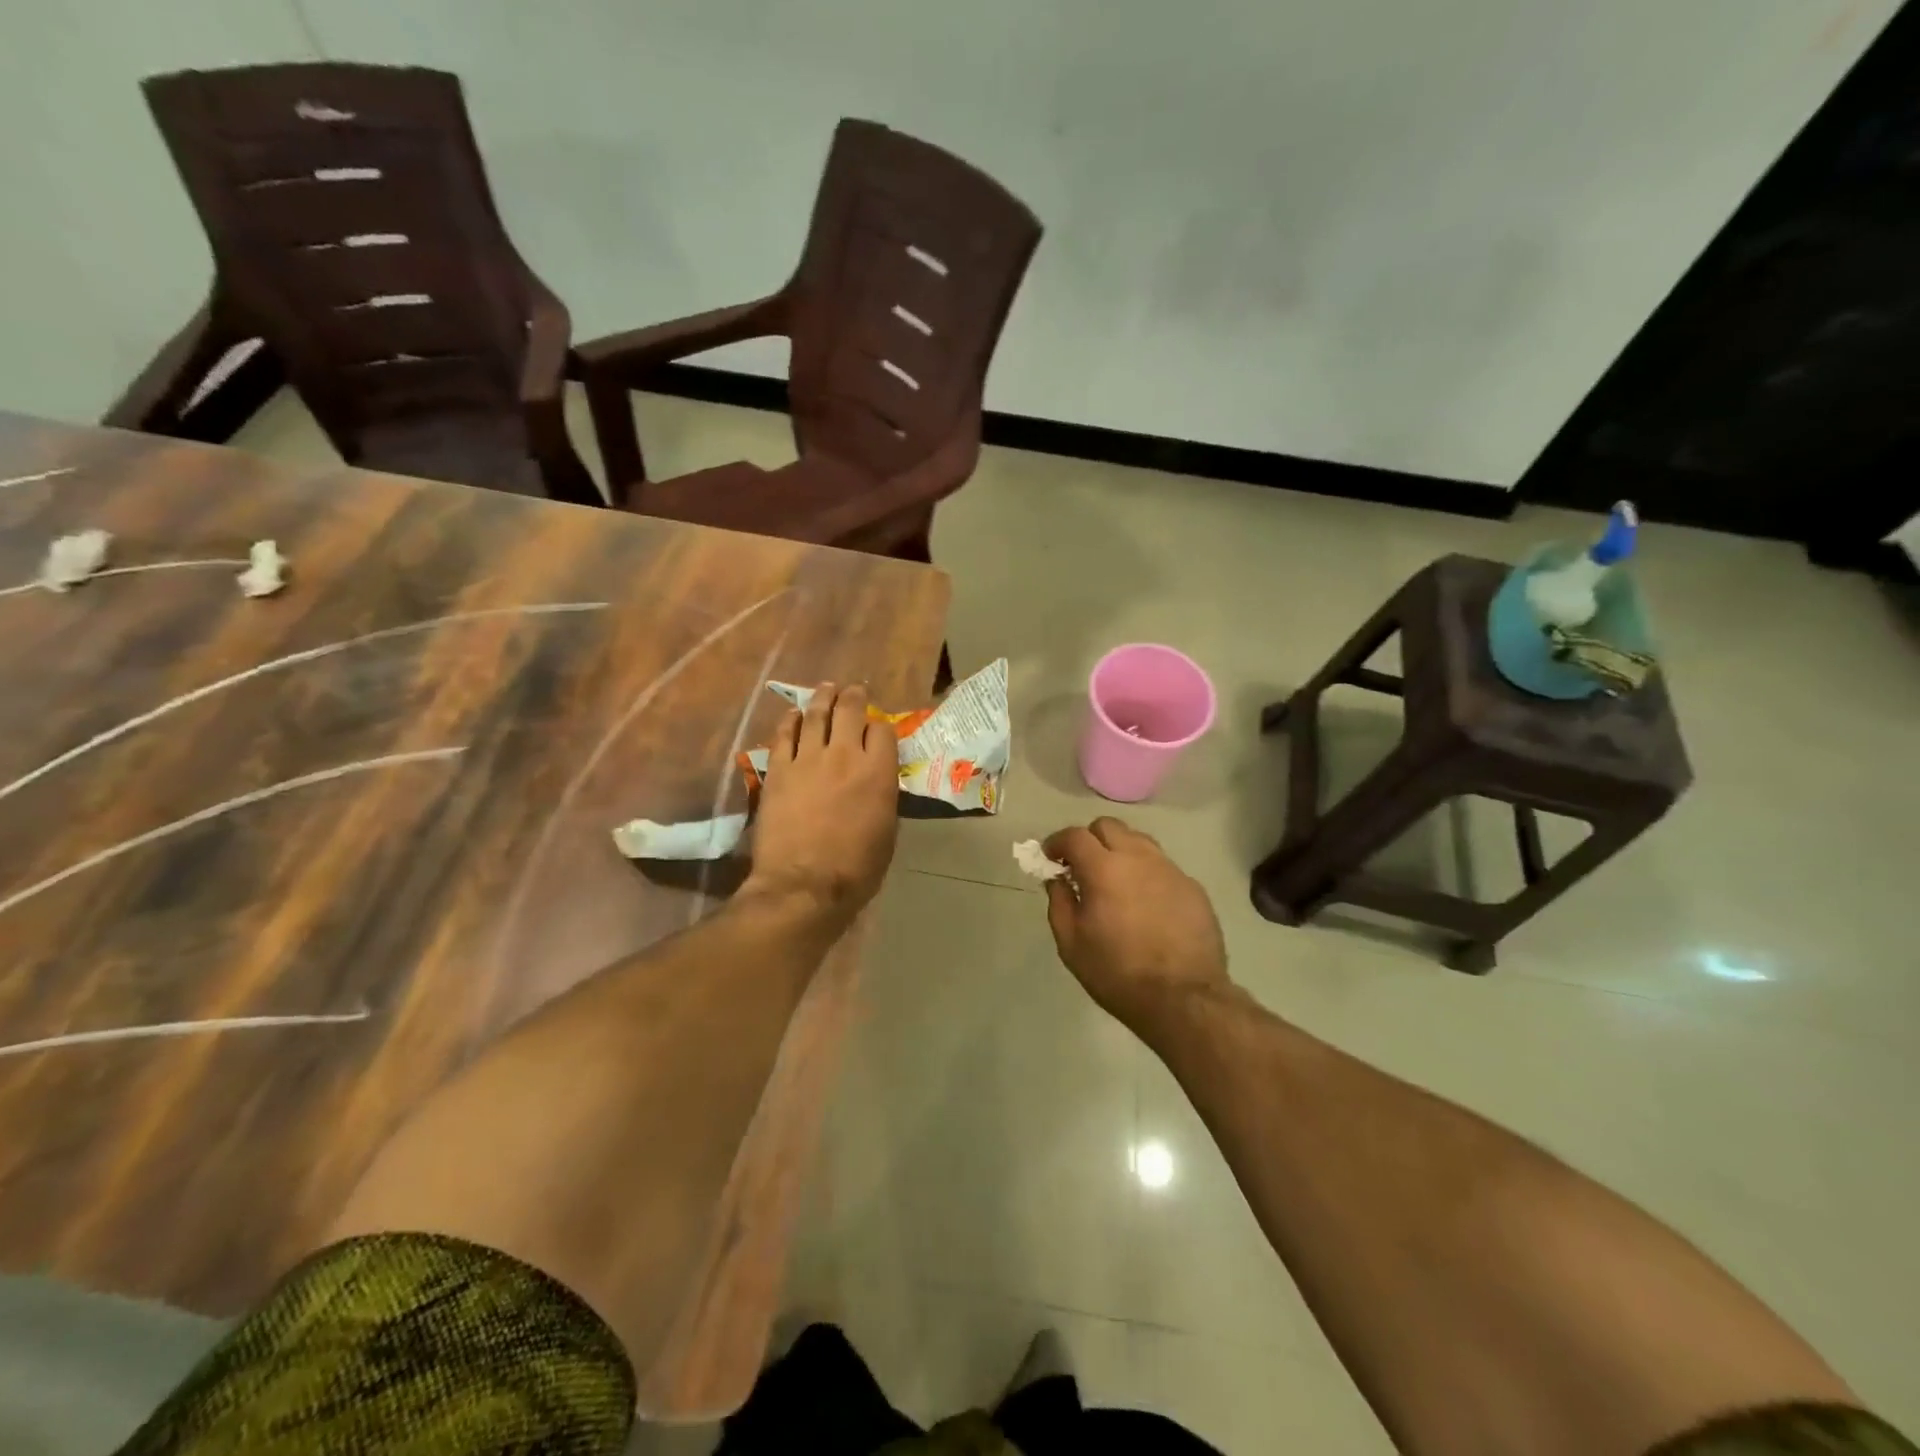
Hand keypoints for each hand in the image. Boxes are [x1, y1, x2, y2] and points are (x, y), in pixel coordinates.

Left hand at [745, 683, 899, 928]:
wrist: (803, 886)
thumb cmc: (856, 869)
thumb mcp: (887, 831)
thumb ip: (883, 796)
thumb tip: (876, 780)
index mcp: (878, 772)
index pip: (882, 730)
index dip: (881, 727)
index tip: (877, 733)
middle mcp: (844, 755)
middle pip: (850, 710)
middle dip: (854, 697)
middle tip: (854, 691)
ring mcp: (808, 759)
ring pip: (816, 715)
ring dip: (823, 698)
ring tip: (826, 689)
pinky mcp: (778, 770)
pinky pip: (785, 735)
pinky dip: (791, 720)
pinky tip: (794, 715)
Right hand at [1042, 817, 1229, 1034]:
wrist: (1184, 999)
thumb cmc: (1117, 973)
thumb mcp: (1071, 944)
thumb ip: (1059, 903)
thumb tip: (1058, 880)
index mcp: (1104, 869)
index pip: (1075, 835)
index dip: (1057, 842)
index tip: (1050, 858)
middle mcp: (1138, 858)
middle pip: (1108, 826)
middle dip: (1089, 839)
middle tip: (1082, 867)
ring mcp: (1170, 870)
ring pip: (1139, 841)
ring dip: (1119, 851)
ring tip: (1115, 881)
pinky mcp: (1193, 887)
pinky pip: (1162, 866)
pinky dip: (1146, 874)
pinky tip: (1145, 904)